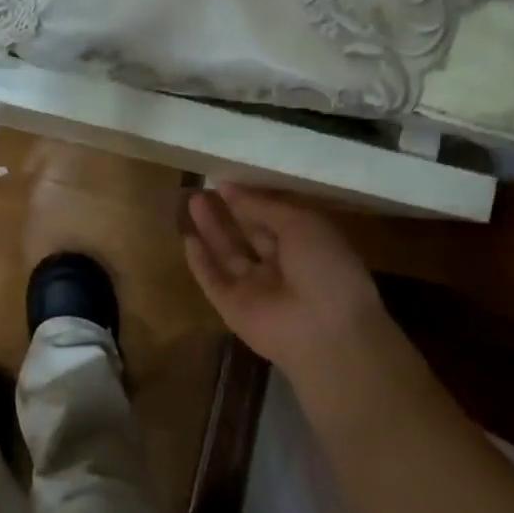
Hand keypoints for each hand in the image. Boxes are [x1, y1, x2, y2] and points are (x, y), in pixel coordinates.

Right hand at [184, 184, 404, 385]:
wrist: (325, 332)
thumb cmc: (324, 268)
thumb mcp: (301, 223)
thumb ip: (263, 206)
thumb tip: (229, 187)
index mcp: (306, 246)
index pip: (273, 218)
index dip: (251, 200)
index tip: (226, 181)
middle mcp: (280, 267)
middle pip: (248, 235)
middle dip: (228, 212)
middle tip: (203, 188)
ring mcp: (255, 289)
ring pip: (228, 255)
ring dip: (211, 229)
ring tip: (192, 200)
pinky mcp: (233, 308)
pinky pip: (213, 280)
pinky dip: (200, 261)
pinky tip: (188, 238)